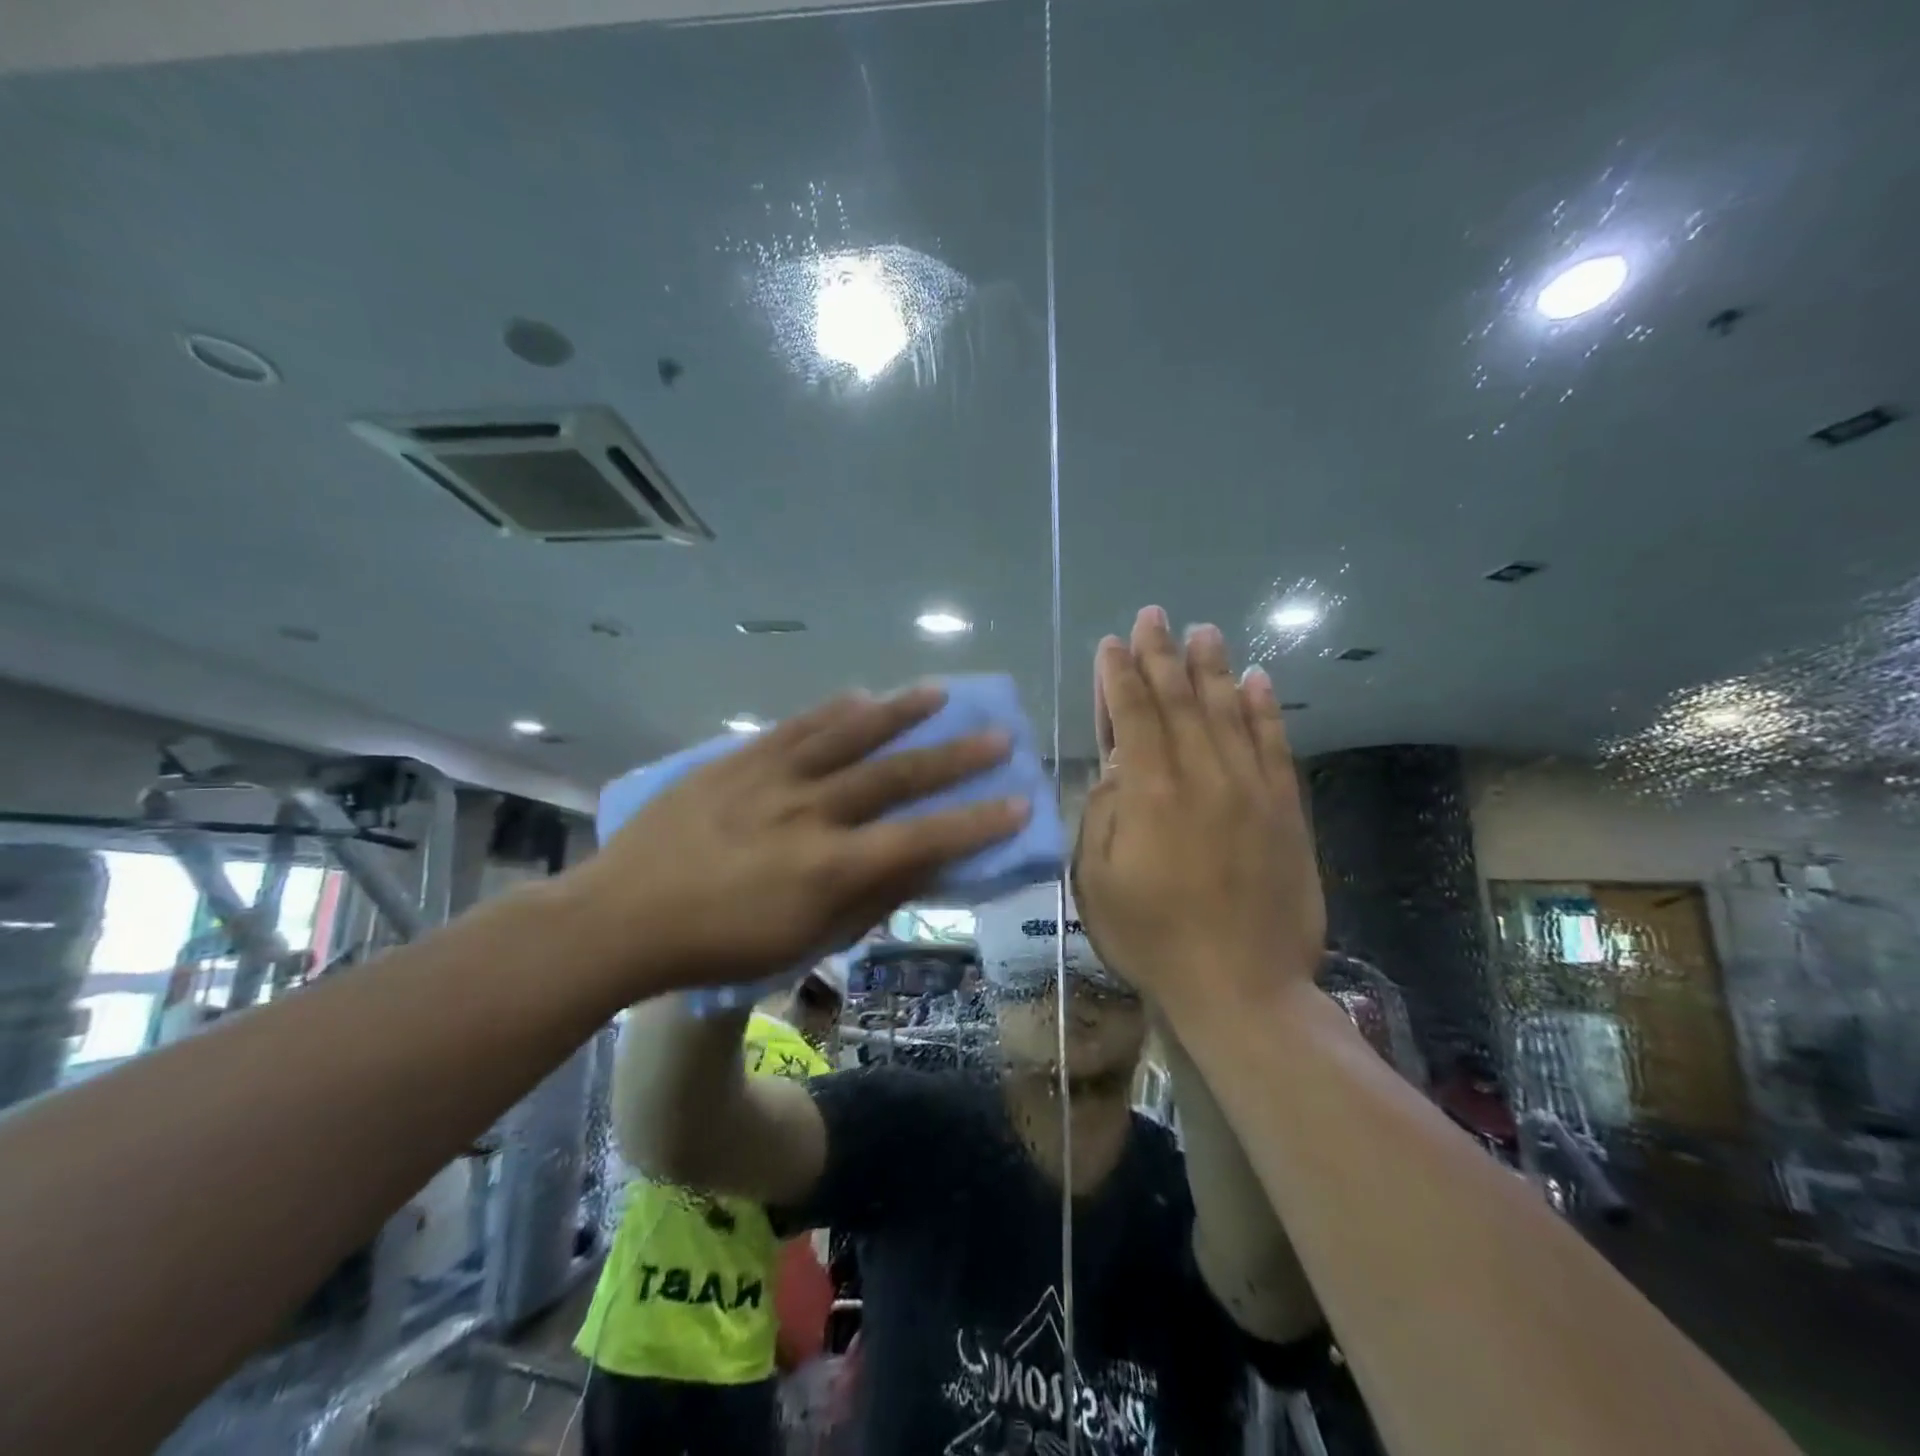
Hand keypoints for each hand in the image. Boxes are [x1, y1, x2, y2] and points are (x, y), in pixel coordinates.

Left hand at [567, 686, 1028, 994]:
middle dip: (954, 757)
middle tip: (997, 736)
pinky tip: (860, 695)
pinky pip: (796, 726)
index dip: (975, 822)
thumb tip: (923, 866)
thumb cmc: (721, 945)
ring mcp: (772, 778)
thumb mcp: (804, 940)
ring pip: (848, 735)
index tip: (1018, 801)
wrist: (623, 917)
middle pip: (895, 777)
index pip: (922, 838)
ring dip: (900, 713)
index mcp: (829, 868)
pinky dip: (833, 710)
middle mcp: (810, 812)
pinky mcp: (738, 760)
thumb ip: (870, 900)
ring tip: (940, 692)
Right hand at [1072, 607, 1323, 1010]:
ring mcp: (1250, 790)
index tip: (1113, 643)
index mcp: (1149, 794)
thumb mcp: (1096, 882)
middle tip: (1154, 617)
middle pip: (1179, 701)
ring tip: (1204, 631)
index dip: (1120, 676)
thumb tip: (1116, 767)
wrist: (1242, 987)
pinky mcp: (1286, 811)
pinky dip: (1265, 710)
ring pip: (1228, 713)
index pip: (1133, 715)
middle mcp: (1202, 777)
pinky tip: (1258, 680)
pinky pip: (1276, 747)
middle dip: (1161, 655)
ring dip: (1213, 668)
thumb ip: (1103, 814)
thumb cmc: (1153, 938)